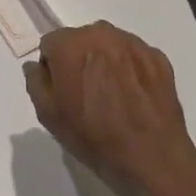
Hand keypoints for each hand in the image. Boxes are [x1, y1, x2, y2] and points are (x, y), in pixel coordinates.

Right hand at [23, 22, 195, 195]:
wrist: (154, 161)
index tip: (62, 93)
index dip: (53, 69)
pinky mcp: (159, 59)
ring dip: (105, 63)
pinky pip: (133, 57)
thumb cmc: (94, 139)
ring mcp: (134, 45)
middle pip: (80, 41)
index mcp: (71, 44)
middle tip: (86, 96)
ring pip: (108, 46)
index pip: (50, 45)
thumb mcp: (49, 116)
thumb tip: (36, 67)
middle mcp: (102, 34)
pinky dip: (130, 71)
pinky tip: (133, 98)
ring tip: (112, 98)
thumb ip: (35, 82)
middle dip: (78, 61)